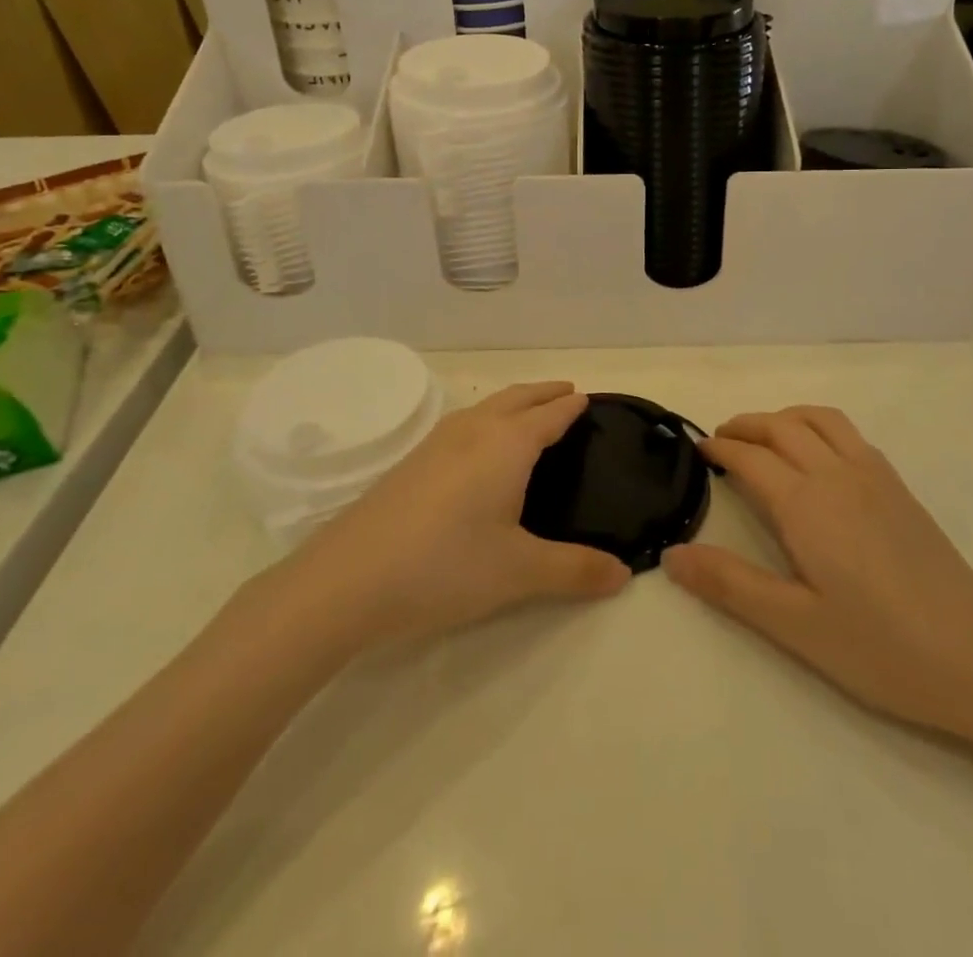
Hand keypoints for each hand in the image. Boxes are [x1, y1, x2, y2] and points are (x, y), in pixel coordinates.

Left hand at [270, 383, 630, 651]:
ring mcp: (436, 443)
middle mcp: (473, 431)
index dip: (571, 407)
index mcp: (507, 444)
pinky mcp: (411, 462)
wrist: (347, 579)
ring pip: (485, 408)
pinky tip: (475, 447)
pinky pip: (462, 424)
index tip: (587, 399)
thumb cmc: (445, 566)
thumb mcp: (520, 571)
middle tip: (566, 393)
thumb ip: (575, 570)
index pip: (549, 416)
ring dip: (512, 402)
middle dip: (543, 393)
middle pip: (516, 398)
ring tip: (527, 413)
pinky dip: (485, 420)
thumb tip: (624, 574)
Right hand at [662, 406, 972, 734]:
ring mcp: (874, 476)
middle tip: (720, 440)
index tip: (698, 450)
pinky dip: (819, 427)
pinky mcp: (899, 488)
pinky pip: (850, 434)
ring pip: (820, 420)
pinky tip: (818, 458)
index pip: (751, 457)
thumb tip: (672, 554)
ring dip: (784, 417)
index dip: (720, 449)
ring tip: (764, 437)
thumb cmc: (879, 647)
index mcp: (807, 504)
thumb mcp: (794, 625)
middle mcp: (838, 475)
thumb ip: (731, 584)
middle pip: (783, 427)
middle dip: (746, 425)